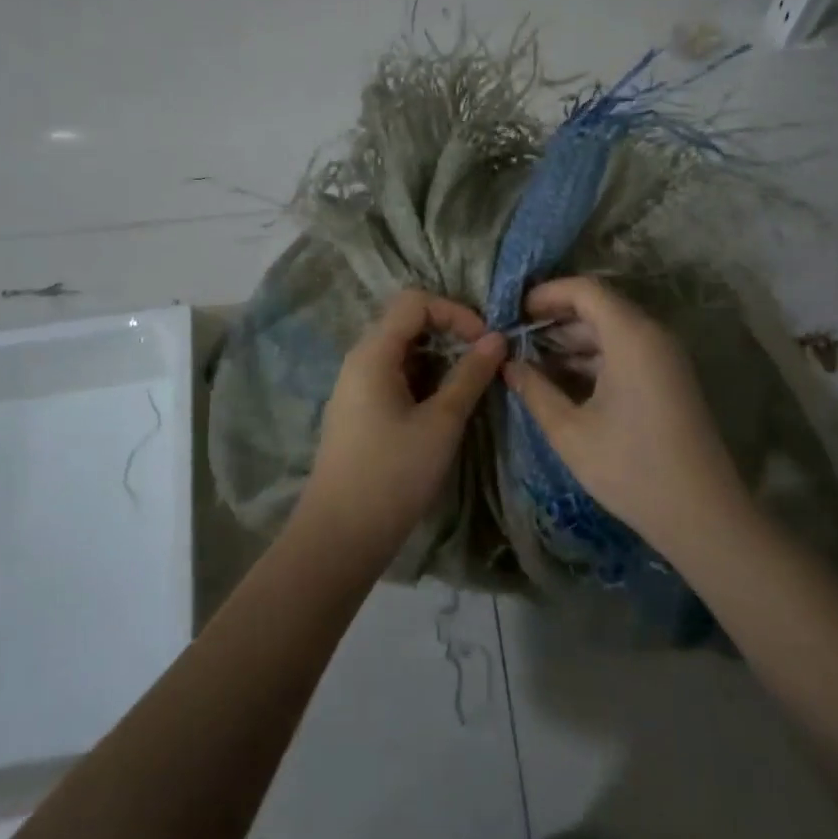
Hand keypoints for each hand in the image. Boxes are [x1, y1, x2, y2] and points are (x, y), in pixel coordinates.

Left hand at [299, 289, 505, 560]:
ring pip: (403, 352)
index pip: (415, 302)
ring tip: (470, 386)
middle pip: (407, 323)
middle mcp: (359, 361)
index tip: (486, 342)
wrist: (340, 536)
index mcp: (373, 353)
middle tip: (484, 361)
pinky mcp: (360, 412)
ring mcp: (356, 387)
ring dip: (440, 359)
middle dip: (450, 333)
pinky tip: (445, 407)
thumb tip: (497, 338)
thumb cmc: (393, 475)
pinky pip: (396, 377)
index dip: (455, 312)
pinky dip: (425, 380)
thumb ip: (470, 375)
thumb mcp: (441, 423)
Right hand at [502, 276, 745, 551]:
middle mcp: (653, 336)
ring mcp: (665, 358)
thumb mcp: (570, 431)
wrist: (702, 515)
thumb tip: (508, 364)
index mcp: (631, 337)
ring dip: (573, 342)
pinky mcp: (669, 379)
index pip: (585, 290)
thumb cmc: (630, 468)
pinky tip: (564, 383)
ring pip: (612, 331)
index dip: (547, 294)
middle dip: (555, 320)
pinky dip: (594, 359)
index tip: (513, 311)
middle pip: (600, 307)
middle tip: (515, 339)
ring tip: (532, 363)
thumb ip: (534, 391)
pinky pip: (626, 352)